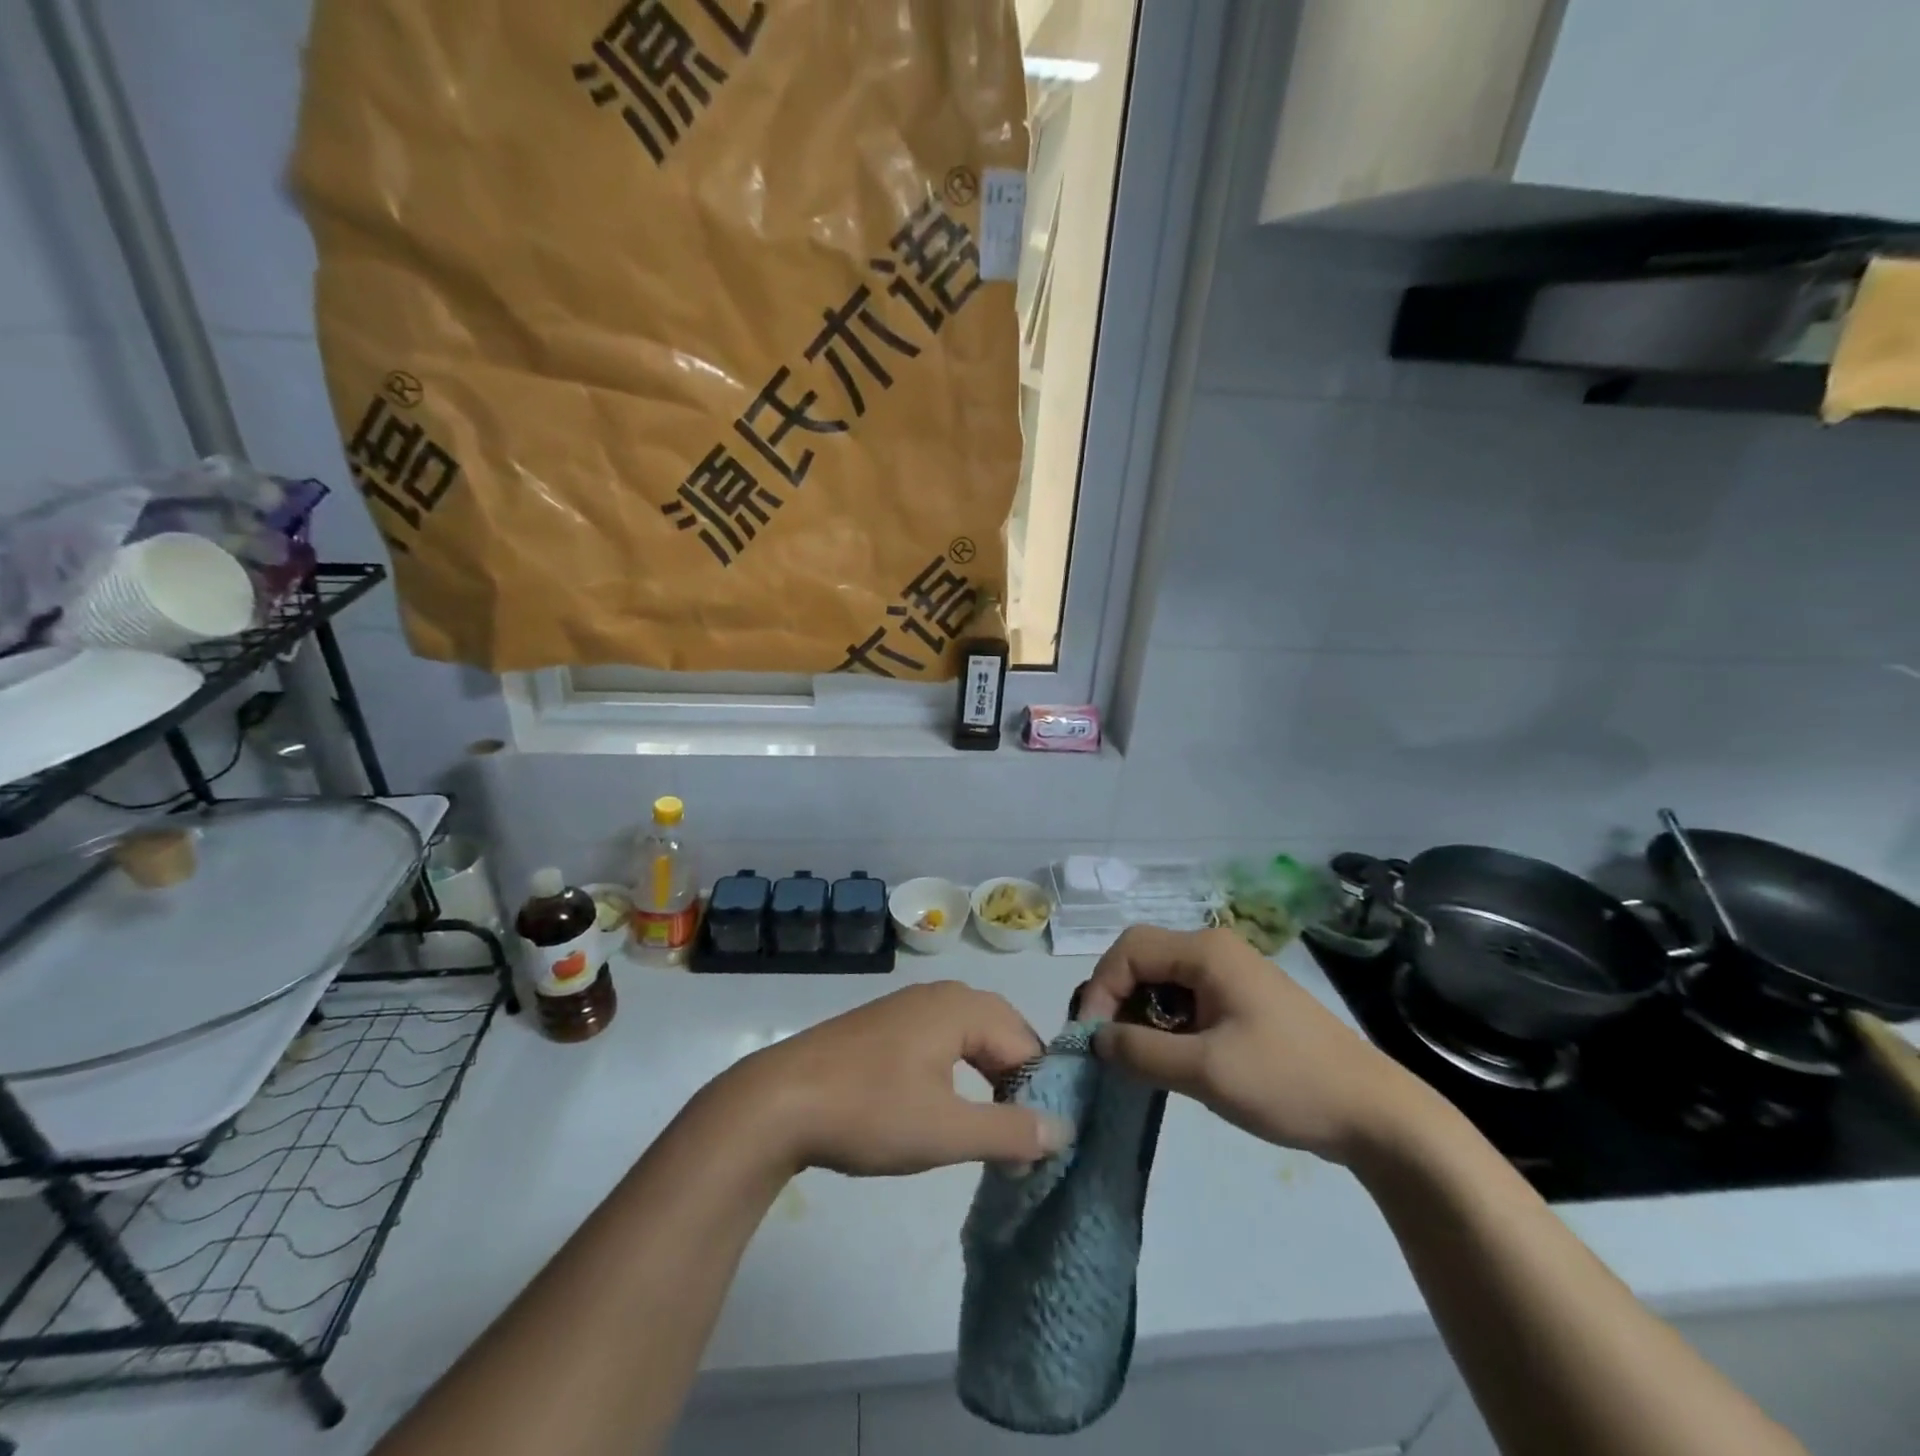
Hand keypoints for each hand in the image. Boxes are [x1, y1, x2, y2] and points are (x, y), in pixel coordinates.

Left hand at [715, 981, 1072, 1177]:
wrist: (777, 1102)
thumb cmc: (870, 1111)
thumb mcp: (946, 1131)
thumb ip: (1010, 1131)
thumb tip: (1064, 1130)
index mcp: (962, 1006)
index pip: (1026, 1045)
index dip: (1039, 1095)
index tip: (1038, 1148)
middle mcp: (940, 994)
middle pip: (1002, 1034)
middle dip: (1016, 1084)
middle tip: (1018, 1138)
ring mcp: (908, 1007)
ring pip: (971, 1037)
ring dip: (988, 1080)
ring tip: (989, 1129)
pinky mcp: (885, 1025)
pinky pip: (941, 1041)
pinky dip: (957, 1072)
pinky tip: (944, 1107)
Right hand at [1077, 926, 1433, 1164]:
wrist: (1375, 1115)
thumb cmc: (1288, 1083)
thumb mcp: (1206, 1071)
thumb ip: (1140, 1051)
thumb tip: (1094, 1039)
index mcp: (1206, 951)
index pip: (1128, 951)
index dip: (1100, 989)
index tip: (1091, 1039)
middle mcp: (1215, 950)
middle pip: (1142, 958)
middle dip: (1115, 998)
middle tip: (1105, 1046)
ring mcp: (1231, 975)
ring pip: (1162, 980)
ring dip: (1139, 1013)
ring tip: (1132, 1056)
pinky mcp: (1241, 1001)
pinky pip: (1185, 998)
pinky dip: (1164, 1022)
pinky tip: (1168, 1058)